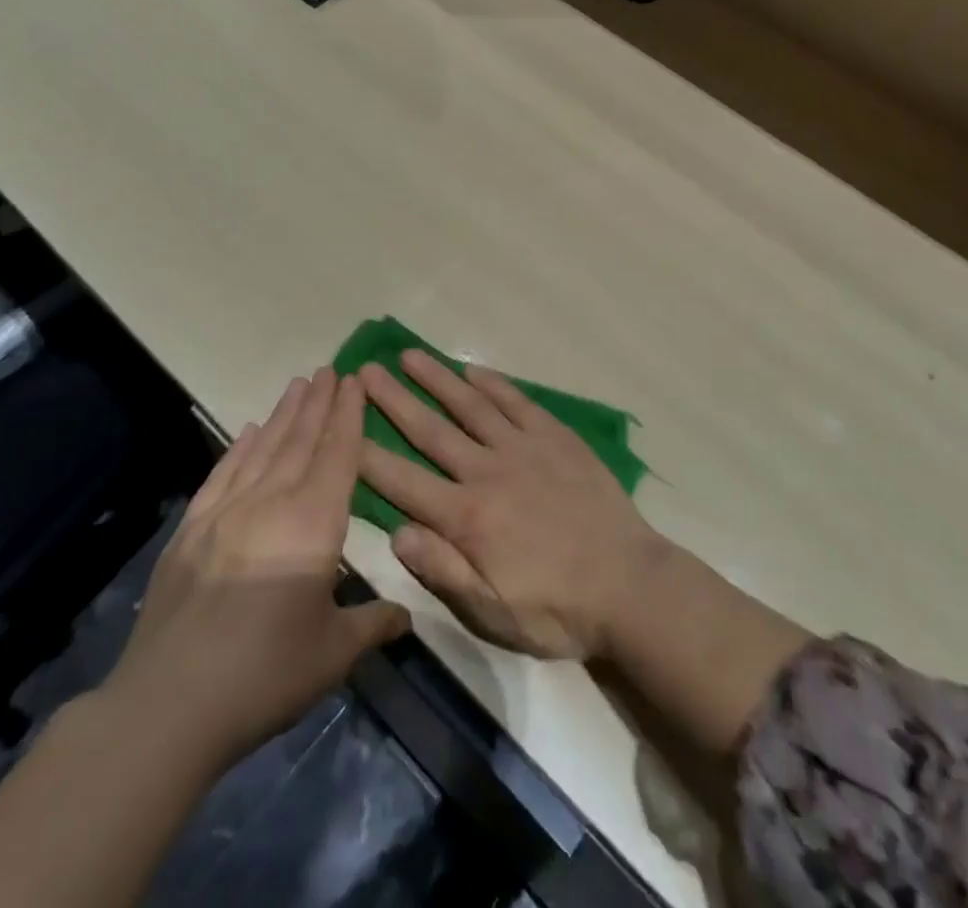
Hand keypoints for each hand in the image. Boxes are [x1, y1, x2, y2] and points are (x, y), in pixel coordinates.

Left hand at [101, 369, 409, 771]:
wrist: (167, 707)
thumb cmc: (265, 675)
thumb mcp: (334, 654)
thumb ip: (373, 624)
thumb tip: (406, 616)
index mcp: (313, 524)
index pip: (338, 455)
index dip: (349, 415)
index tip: (354, 381)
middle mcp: (271, 504)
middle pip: (300, 441)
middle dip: (318, 403)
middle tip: (330, 369)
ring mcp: (225, 514)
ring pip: (262, 449)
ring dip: (282, 414)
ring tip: (297, 384)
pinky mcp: (190, 531)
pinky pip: (222, 475)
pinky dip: (238, 448)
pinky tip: (247, 431)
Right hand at [357, 352, 668, 661]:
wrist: (630, 584)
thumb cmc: (557, 609)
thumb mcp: (494, 612)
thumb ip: (443, 571)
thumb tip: (396, 533)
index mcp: (467, 518)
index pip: (403, 481)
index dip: (366, 454)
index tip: (338, 426)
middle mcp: (488, 472)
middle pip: (431, 430)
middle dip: (393, 400)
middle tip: (364, 371)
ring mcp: (523, 448)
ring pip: (470, 406)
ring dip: (437, 378)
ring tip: (409, 355)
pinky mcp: (555, 437)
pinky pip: (517, 402)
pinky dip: (492, 383)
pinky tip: (472, 369)